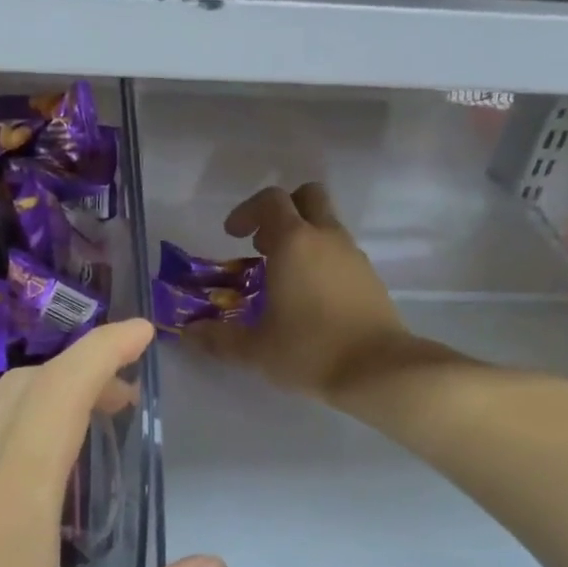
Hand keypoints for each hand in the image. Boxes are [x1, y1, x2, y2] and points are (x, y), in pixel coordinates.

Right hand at [189, 184, 408, 401]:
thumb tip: (189, 331)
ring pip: (327, 225)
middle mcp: (326, 238)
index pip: (271, 200)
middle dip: (282, 212)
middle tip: (263, 245)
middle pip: (307, 196)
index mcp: (294, 242)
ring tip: (283, 279)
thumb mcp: (255, 349)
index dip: (247, 211)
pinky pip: (341, 252)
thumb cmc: (309, 350)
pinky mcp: (370, 276)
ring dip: (303, 238)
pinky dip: (322, 260)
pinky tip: (311, 299)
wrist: (378, 370)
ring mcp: (353, 255)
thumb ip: (219, 337)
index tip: (233, 236)